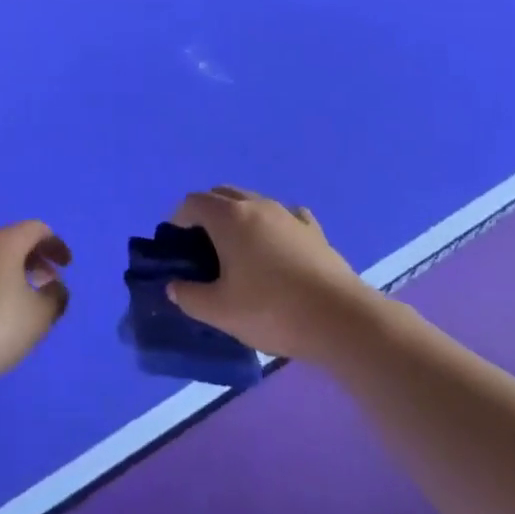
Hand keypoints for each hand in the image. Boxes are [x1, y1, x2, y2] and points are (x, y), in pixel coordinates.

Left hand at [0, 221, 70, 399]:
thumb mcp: (38, 316)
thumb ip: (55, 297)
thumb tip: (55, 287)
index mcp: (4, 242)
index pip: (36, 229)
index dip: (56, 244)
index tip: (67, 266)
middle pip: (14, 241)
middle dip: (36, 259)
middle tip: (49, 284)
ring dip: (15, 274)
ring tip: (25, 304)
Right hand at [166, 186, 378, 361]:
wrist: (339, 319)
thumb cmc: (272, 310)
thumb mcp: (221, 312)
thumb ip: (190, 297)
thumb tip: (175, 287)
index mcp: (229, 217)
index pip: (193, 202)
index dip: (178, 219)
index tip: (177, 246)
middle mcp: (256, 205)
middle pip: (222, 194)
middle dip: (207, 213)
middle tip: (203, 248)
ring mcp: (287, 214)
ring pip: (253, 202)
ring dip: (238, 218)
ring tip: (238, 252)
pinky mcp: (313, 230)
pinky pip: (284, 216)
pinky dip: (272, 226)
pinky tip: (277, 249)